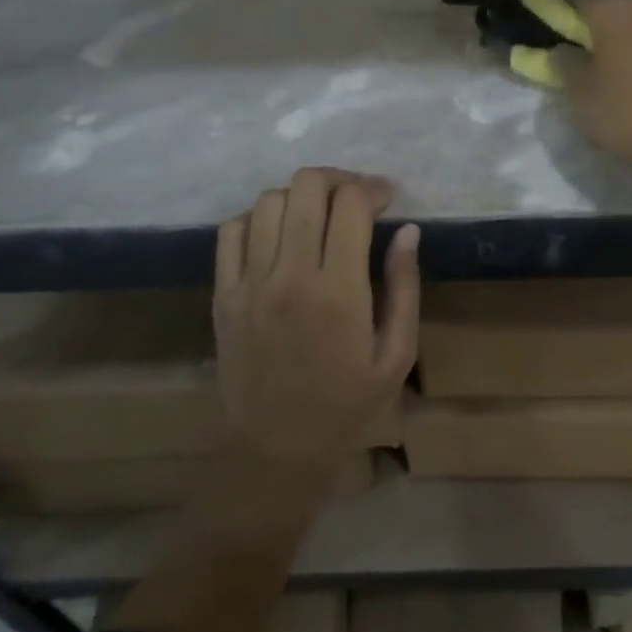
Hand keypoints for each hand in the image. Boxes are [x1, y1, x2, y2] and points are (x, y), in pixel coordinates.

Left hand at [214, 168, 420, 467]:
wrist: (275, 451)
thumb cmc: (347, 404)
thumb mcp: (397, 355)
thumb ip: (405, 287)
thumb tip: (408, 230)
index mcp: (339, 292)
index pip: (350, 204)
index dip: (373, 188)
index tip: (386, 198)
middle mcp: (290, 276)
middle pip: (306, 186)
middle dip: (338, 180)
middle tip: (354, 198)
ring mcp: (249, 284)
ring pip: (268, 200)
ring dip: (299, 196)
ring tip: (317, 214)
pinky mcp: (223, 295)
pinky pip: (231, 230)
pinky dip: (256, 217)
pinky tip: (277, 234)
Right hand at [554, 0, 631, 167]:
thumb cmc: (626, 110)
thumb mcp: (579, 93)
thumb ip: (566, 63)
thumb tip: (564, 48)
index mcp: (613, 11)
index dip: (565, 9)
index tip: (555, 29)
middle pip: (617, 4)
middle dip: (600, 20)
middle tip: (586, 47)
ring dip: (630, 33)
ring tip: (619, 62)